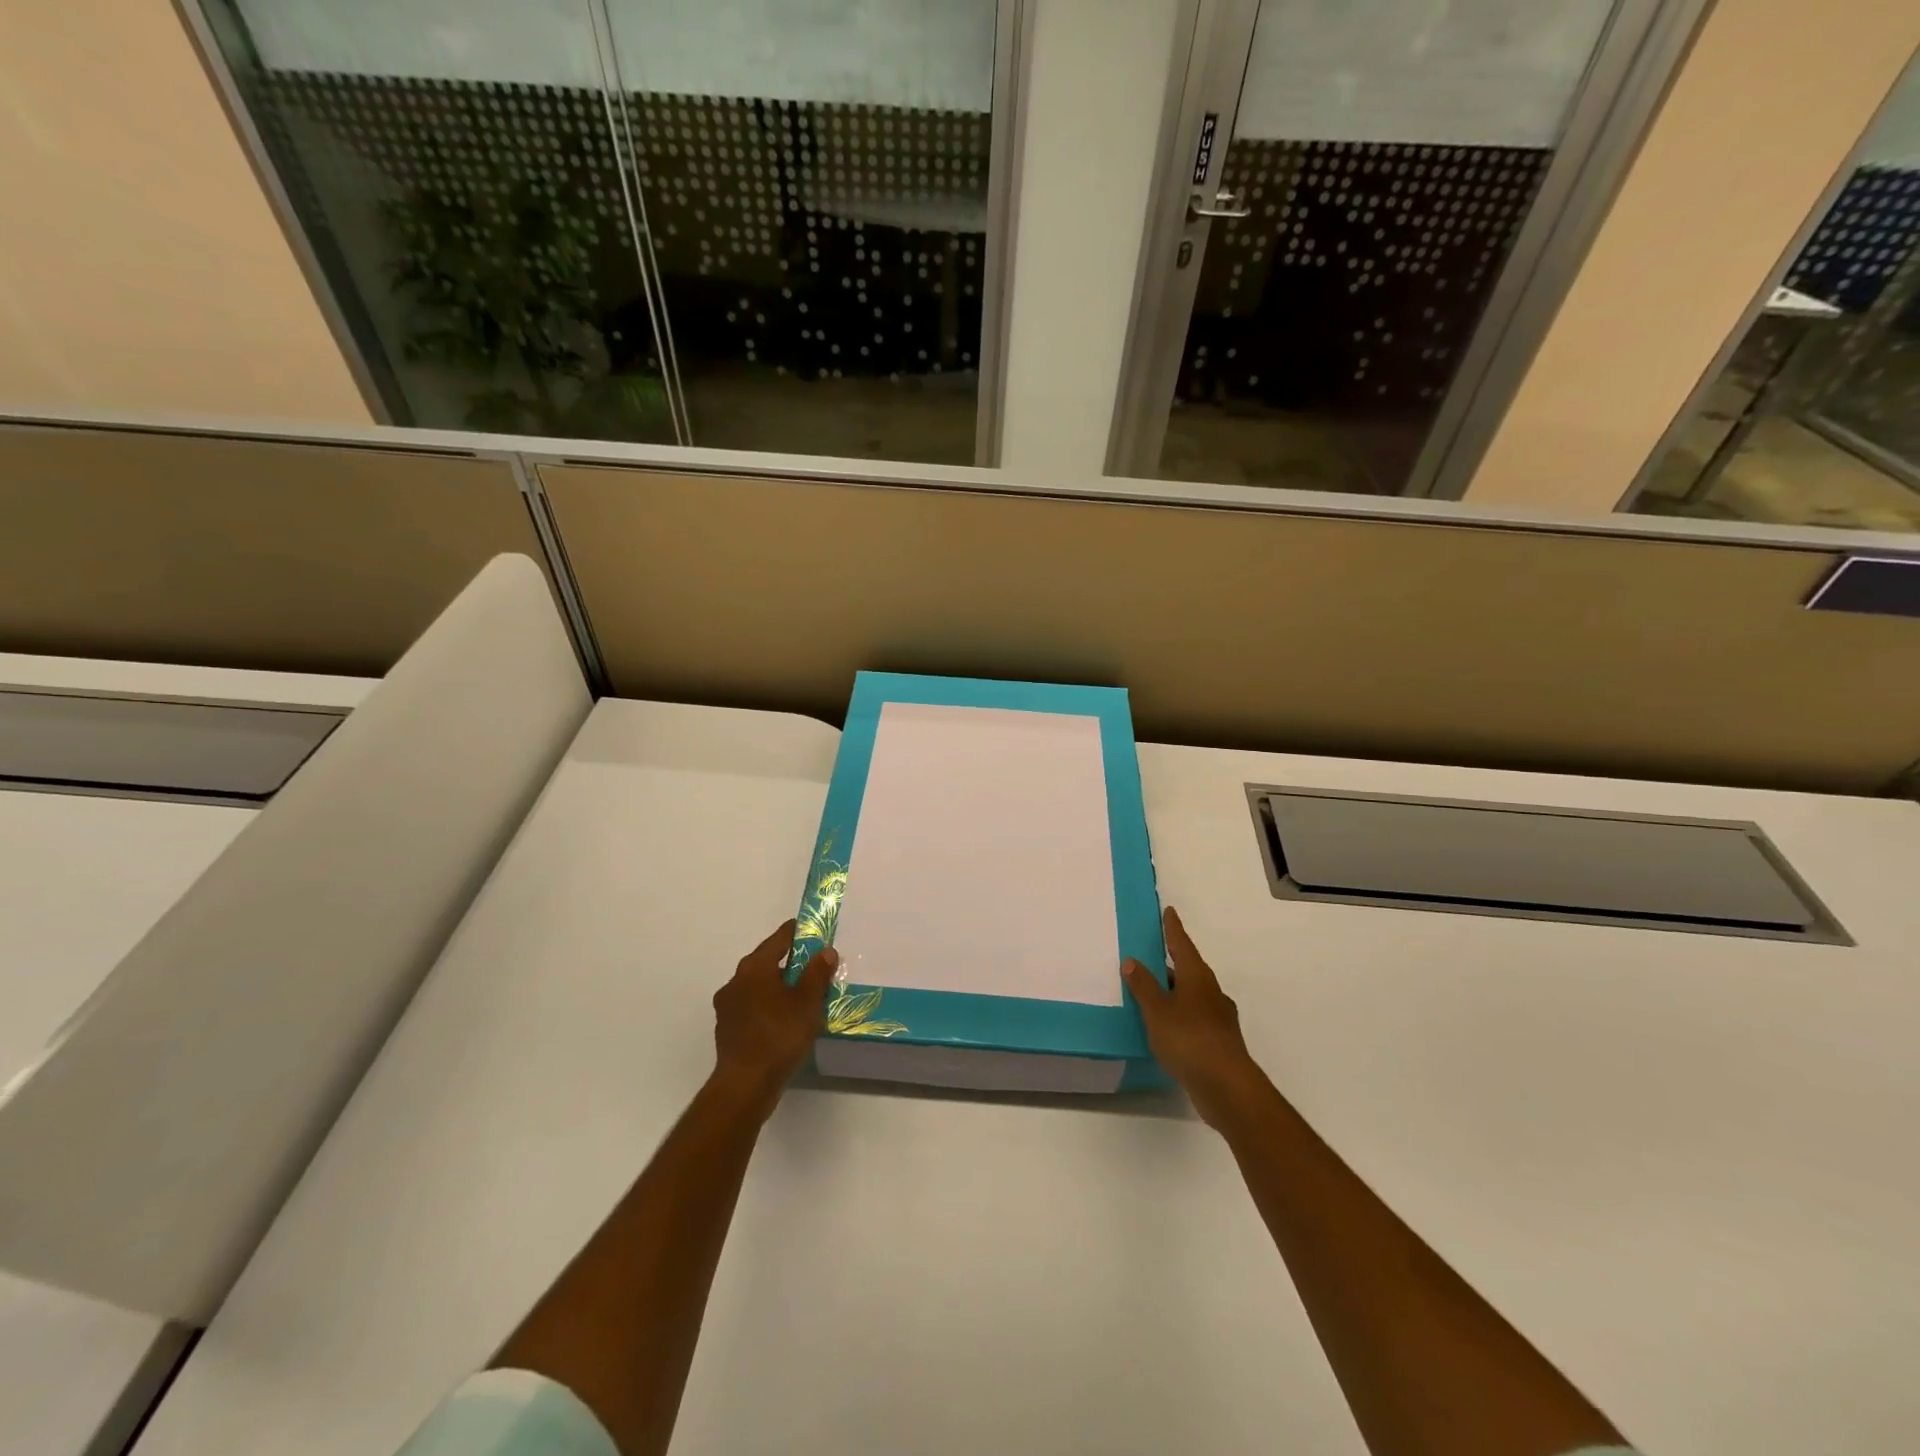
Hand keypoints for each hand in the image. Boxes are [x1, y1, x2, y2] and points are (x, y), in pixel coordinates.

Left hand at [710, 920, 837, 1118]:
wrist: (745, 1085)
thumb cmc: (778, 1036)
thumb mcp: (807, 1002)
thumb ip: (817, 973)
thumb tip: (825, 951)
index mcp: (754, 968)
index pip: (779, 939)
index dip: (798, 932)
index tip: (814, 930)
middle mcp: (736, 981)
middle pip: (766, 961)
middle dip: (790, 961)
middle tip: (815, 964)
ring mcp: (728, 1006)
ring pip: (759, 985)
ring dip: (778, 985)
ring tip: (803, 993)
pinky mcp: (728, 1028)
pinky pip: (753, 1006)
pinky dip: (769, 1005)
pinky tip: (785, 1019)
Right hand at [1123, 907, 1271, 1129]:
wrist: (1227, 1088)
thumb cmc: (1189, 1040)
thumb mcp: (1157, 1011)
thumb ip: (1144, 986)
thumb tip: (1133, 960)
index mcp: (1197, 977)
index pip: (1182, 945)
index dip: (1173, 929)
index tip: (1169, 911)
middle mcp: (1212, 992)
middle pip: (1190, 969)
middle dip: (1172, 963)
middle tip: (1152, 956)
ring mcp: (1219, 1018)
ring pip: (1193, 995)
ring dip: (1175, 991)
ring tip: (1153, 994)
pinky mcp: (1219, 1042)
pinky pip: (1195, 1018)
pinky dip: (1180, 1015)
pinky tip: (1167, 1028)